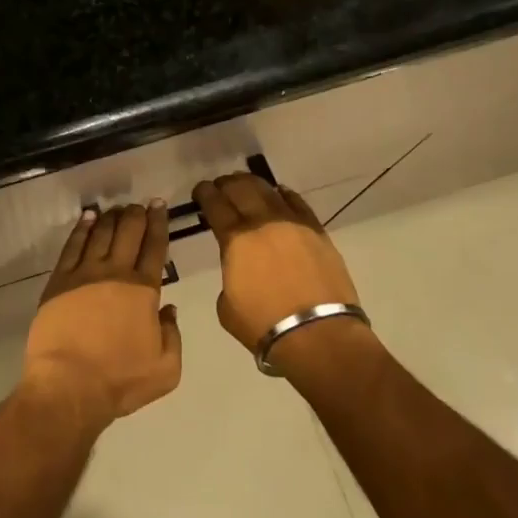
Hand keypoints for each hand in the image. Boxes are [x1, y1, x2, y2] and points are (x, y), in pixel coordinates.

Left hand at [23, 203, 181, 427]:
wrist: (69, 386)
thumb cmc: (120, 380)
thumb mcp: (166, 368)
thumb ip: (173, 334)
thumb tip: (168, 308)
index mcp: (144, 290)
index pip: (155, 247)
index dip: (158, 223)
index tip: (159, 206)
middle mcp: (115, 273)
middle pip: (128, 232)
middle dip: (135, 214)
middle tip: (139, 205)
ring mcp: (84, 274)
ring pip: (100, 234)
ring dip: (110, 218)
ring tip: (116, 209)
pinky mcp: (59, 281)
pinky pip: (72, 246)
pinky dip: (81, 228)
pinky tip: (87, 218)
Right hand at [193, 174, 364, 357]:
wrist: (317, 334)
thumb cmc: (263, 325)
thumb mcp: (226, 305)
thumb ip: (229, 276)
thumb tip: (238, 267)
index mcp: (236, 240)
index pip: (215, 205)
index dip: (205, 194)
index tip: (200, 190)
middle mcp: (263, 224)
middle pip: (241, 190)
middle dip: (226, 184)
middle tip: (220, 185)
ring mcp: (293, 225)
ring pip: (269, 191)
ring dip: (253, 184)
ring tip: (245, 183)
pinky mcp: (318, 232)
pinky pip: (298, 204)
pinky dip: (285, 195)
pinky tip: (279, 192)